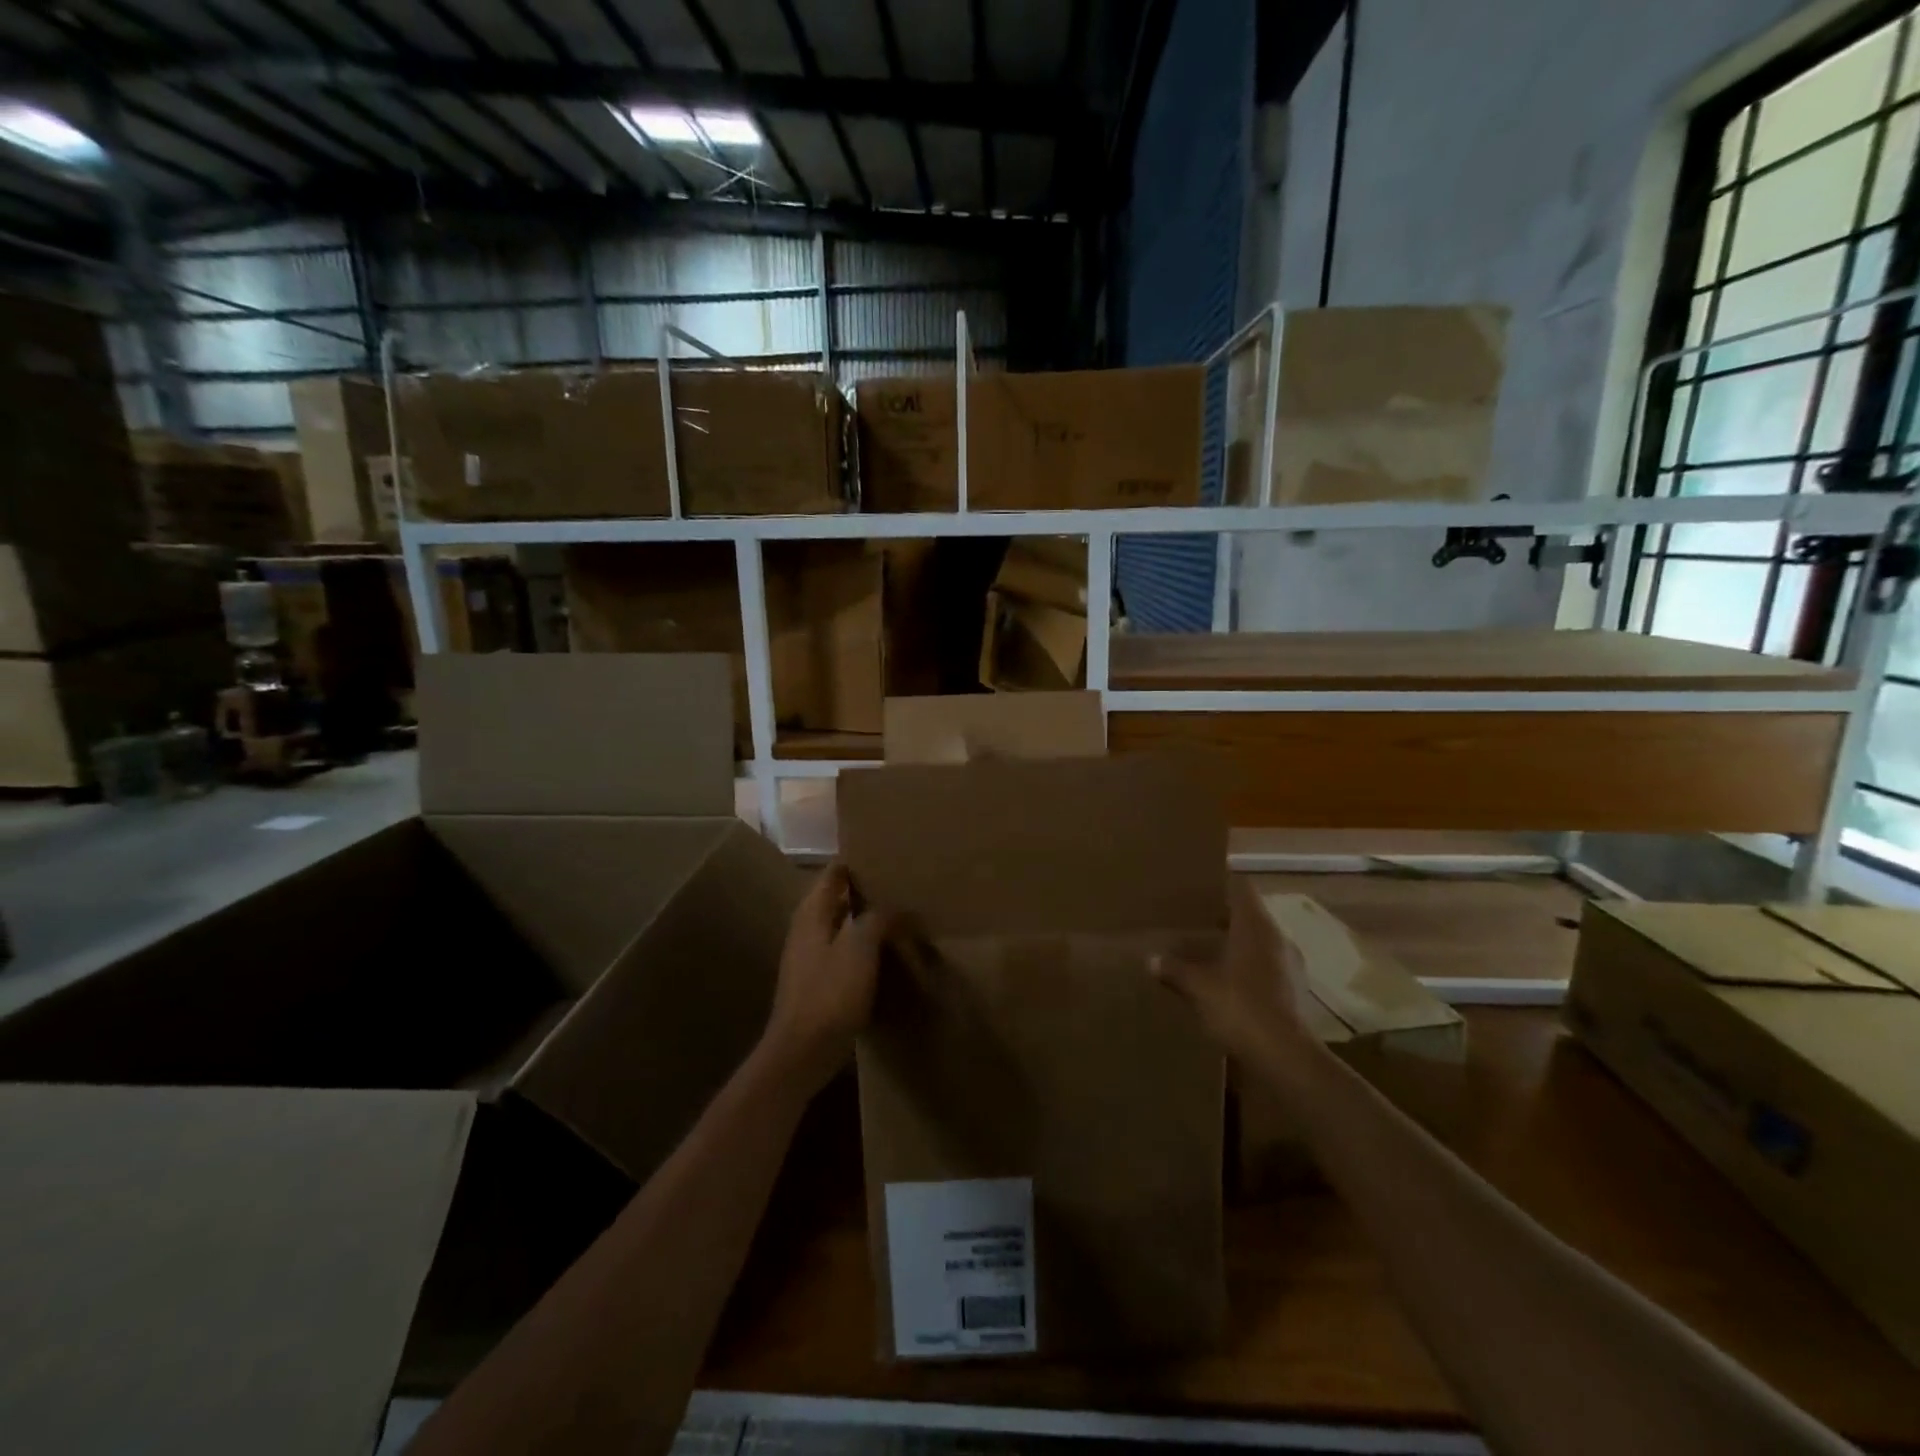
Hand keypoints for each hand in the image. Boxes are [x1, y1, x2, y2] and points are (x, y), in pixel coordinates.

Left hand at [762, 864, 896, 1092]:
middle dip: (867, 891)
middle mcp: (807, 928)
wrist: (802, 1052)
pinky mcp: (818, 982)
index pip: (834, 872)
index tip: (888, 857)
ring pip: (843, 926)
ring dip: (867, 921)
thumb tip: (895, 906)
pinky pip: (844, 952)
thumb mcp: (860, 948)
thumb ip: (877, 918)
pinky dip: (864, 948)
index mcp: (812, 912)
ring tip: (901, 918)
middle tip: (902, 887)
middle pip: (838, 898)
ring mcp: (810, 956)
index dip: (858, 861)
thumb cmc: (829, 993)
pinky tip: (886, 955)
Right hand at [1152, 876, 1311, 1063]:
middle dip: (1223, 916)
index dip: (1221, 884)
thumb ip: (1175, 969)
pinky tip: (1225, 982)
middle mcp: (1277, 939)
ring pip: (1258, 942)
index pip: (1241, 888)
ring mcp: (1289, 966)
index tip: (1198, 886)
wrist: (1285, 1058)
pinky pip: (1264, 967)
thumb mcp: (1198, 987)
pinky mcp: (1292, 992)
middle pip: (1249, 915)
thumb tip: (1151, 959)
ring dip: (1235, 943)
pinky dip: (1245, 968)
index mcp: (1255, 926)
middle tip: (1193, 919)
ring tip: (1206, 950)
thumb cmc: (1240, 1007)